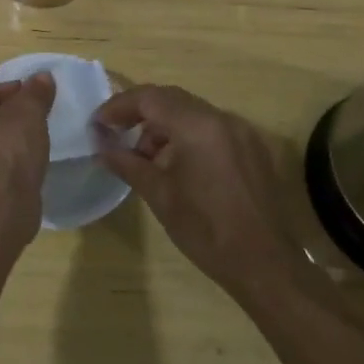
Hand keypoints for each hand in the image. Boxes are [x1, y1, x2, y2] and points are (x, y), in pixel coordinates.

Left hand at [0, 73, 55, 218]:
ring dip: (3, 145)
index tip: (37, 101)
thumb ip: (35, 92)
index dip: (15, 95)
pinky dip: (0, 167)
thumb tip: (43, 77)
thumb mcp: (27, 113)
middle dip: (6, 120)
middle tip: (35, 124)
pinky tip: (20, 170)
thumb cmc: (5, 150)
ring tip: (31, 147)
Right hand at [93, 85, 300, 293]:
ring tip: (145, 158)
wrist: (265, 265)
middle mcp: (222, 119)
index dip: (119, 106)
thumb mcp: (159, 195)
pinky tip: (176, 166)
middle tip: (115, 133)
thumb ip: (126, 163)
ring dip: (163, 126)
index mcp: (198, 126)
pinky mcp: (252, 148)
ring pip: (192, 112)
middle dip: (140, 113)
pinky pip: (211, 128)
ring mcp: (242, 132)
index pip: (150, 98)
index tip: (98, 124)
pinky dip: (187, 135)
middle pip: (171, 99)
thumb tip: (100, 146)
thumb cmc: (206, 230)